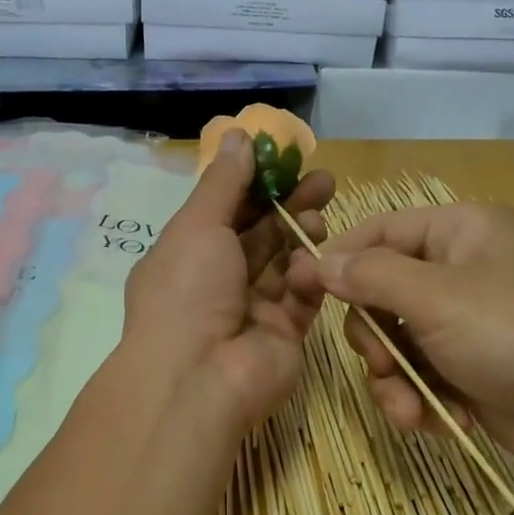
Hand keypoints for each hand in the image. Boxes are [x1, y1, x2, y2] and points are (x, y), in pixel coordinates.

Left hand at [122, 130, 333, 432]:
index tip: (287, 158)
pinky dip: (311, 274)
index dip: (255, 183)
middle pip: (261, 234)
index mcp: (188, 254)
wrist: (199, 378)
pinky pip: (302, 296)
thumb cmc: (188, 291)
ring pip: (285, 262)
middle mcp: (219, 280)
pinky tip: (318, 257)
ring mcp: (252, 308)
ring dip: (303, 233)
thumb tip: (237, 136)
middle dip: (290, 204)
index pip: (226, 210)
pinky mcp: (284, 333)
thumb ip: (224, 182)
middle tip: (325, 179)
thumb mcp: (197, 225)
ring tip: (322, 211)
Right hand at [288, 203, 513, 466]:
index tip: (297, 290)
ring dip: (395, 382)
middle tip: (383, 368)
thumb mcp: (437, 298)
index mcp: (457, 233)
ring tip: (412, 412)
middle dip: (375, 341)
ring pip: (395, 344)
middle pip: (379, 295)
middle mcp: (458, 271)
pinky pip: (420, 376)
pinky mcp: (468, 368)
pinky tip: (443, 422)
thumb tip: (316, 262)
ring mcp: (463, 322)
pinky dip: (422, 400)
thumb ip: (370, 277)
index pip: (377, 232)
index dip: (336, 260)